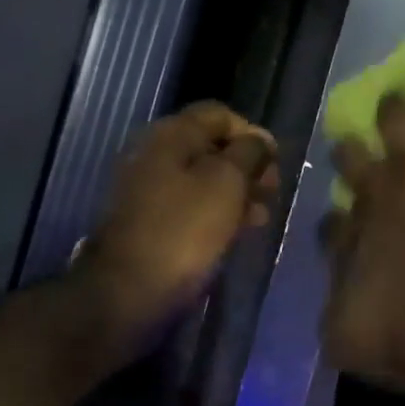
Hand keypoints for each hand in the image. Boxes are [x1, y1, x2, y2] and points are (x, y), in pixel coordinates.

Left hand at [81, 102, 277, 328]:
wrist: (130, 290)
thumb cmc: (184, 230)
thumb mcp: (226, 183)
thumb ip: (248, 153)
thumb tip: (260, 139)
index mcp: (170, 135)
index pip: (219, 115)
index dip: (252, 134)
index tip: (275, 163)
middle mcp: (155, 154)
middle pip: (210, 147)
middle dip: (246, 166)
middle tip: (272, 192)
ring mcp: (148, 190)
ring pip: (203, 180)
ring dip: (236, 193)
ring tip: (261, 217)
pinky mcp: (150, 222)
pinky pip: (190, 206)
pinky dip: (216, 213)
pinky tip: (237, 232)